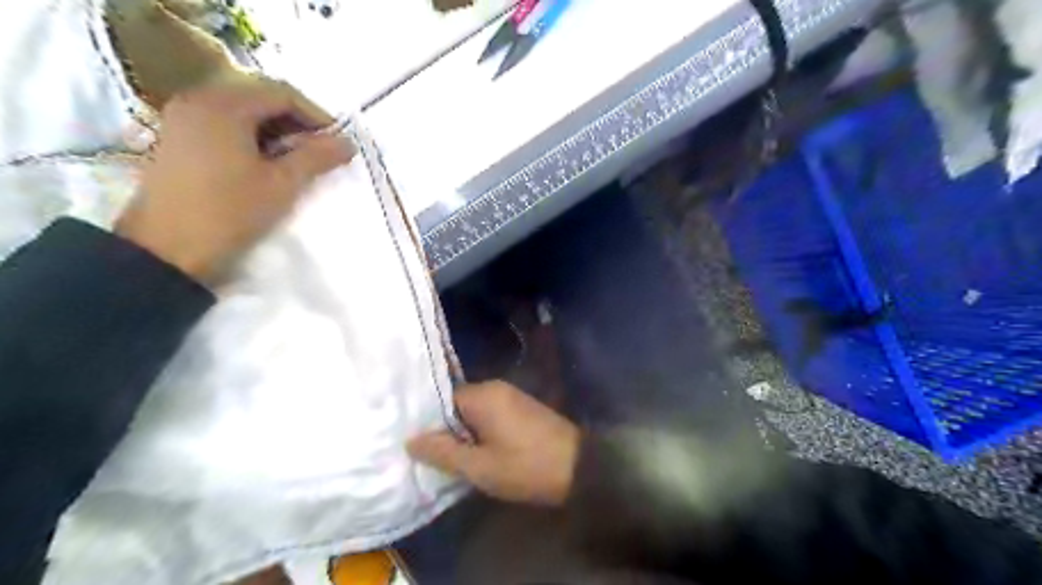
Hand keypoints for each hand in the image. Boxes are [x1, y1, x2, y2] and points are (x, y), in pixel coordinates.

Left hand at [114, 76, 353, 283]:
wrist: (168, 250)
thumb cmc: (230, 211)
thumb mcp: (282, 184)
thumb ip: (317, 157)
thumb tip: (348, 142)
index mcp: (224, 105)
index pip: (282, 94)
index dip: (316, 115)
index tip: (337, 142)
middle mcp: (198, 100)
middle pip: (260, 98)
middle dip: (296, 123)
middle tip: (320, 151)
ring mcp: (183, 119)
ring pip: (242, 112)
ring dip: (275, 131)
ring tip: (297, 160)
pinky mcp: (177, 139)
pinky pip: (223, 125)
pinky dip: (251, 137)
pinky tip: (265, 163)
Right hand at [407, 383, 581, 505]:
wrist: (579, 468)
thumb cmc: (525, 466)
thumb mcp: (479, 466)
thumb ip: (443, 452)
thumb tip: (411, 440)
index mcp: (483, 394)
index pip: (442, 401)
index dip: (429, 424)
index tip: (418, 447)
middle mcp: (496, 387)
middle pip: (458, 406)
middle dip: (447, 431)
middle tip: (433, 458)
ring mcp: (512, 396)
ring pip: (474, 412)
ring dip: (465, 434)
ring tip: (453, 460)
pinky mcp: (522, 408)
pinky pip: (491, 415)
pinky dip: (481, 432)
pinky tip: (479, 453)